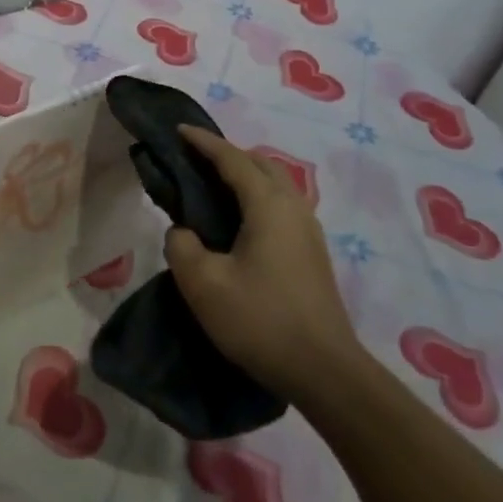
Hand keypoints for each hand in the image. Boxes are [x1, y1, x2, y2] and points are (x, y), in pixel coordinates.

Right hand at [163, 125, 364, 402]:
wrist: (325, 372)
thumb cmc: (261, 321)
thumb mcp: (203, 284)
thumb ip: (181, 245)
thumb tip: (184, 232)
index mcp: (268, 204)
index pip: (232, 158)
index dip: (203, 142)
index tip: (177, 130)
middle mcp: (293, 206)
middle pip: (259, 164)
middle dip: (225, 154)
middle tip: (192, 160)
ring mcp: (308, 229)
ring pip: (273, 184)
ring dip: (243, 176)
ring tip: (210, 187)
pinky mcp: (312, 252)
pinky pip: (279, 205)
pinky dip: (254, 197)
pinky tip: (237, 222)